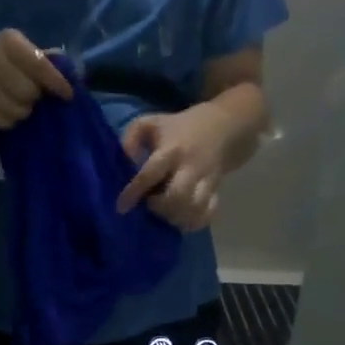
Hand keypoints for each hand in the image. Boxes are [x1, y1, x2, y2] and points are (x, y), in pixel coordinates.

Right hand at [0, 28, 74, 129]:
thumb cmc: (2, 64)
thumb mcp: (20, 53)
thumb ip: (44, 60)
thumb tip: (69, 70)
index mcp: (9, 42)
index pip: (39, 65)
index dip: (56, 82)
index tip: (68, 95)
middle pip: (30, 92)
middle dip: (35, 97)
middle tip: (32, 96)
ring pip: (20, 110)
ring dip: (24, 111)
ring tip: (17, 102)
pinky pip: (7, 122)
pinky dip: (10, 120)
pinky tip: (4, 110)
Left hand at [117, 106, 230, 231]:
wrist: (223, 127)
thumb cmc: (178, 128)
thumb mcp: (151, 122)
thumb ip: (132, 136)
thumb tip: (127, 159)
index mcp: (172, 149)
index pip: (151, 173)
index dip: (135, 192)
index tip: (122, 207)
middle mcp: (190, 167)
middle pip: (178, 196)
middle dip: (160, 207)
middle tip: (151, 204)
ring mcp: (206, 180)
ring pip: (194, 208)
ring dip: (176, 217)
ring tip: (166, 214)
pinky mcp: (216, 191)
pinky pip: (209, 213)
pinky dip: (194, 222)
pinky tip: (183, 220)